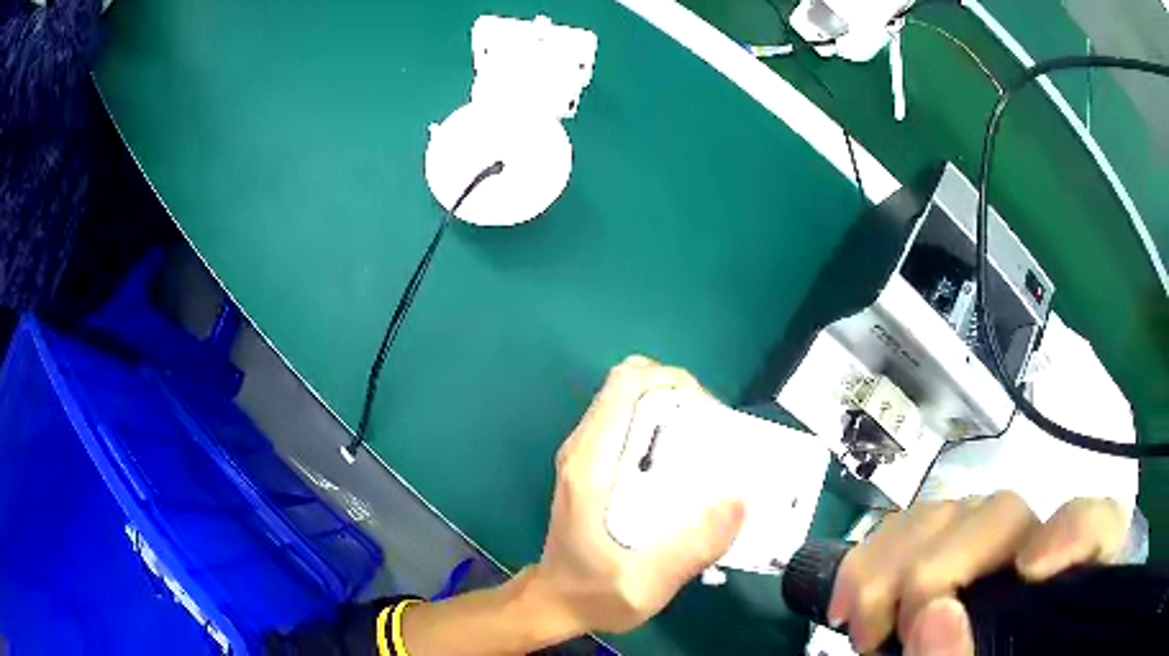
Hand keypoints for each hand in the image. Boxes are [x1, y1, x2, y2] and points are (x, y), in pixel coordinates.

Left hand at [526, 355, 744, 634]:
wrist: (555, 603)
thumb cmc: (594, 594)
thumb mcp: (647, 584)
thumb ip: (693, 548)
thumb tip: (740, 498)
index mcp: (592, 463)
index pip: (626, 384)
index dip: (672, 382)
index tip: (708, 416)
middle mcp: (584, 448)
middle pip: (632, 386)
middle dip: (680, 396)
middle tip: (715, 434)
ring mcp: (586, 455)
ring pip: (632, 403)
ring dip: (673, 412)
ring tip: (708, 450)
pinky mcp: (593, 467)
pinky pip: (630, 427)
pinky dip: (663, 431)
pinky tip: (685, 468)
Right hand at [828, 493, 1128, 654]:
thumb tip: (934, 615)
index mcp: (1064, 589)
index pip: (1097, 528)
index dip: (1072, 531)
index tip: (1028, 573)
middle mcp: (1028, 557)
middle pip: (1004, 516)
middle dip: (940, 568)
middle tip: (897, 632)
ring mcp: (980, 554)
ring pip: (950, 512)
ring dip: (893, 564)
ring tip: (864, 630)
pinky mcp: (938, 556)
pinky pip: (906, 527)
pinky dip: (869, 560)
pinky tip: (846, 605)